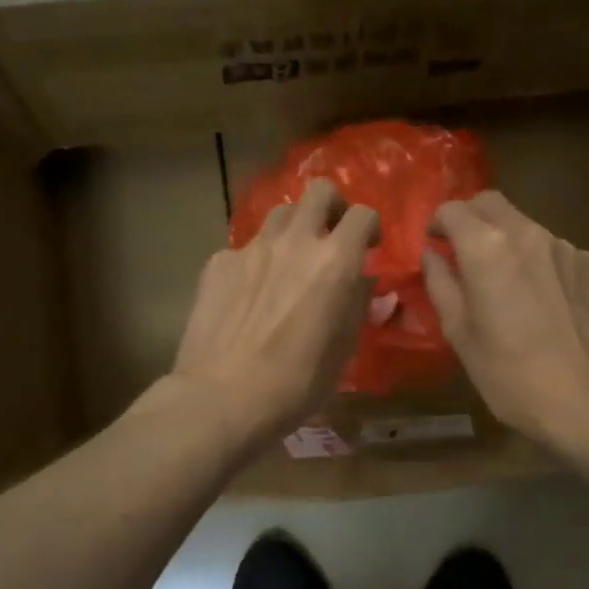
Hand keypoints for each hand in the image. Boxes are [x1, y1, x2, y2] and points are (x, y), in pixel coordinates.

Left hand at [171, 179, 378, 443]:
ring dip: (294, 228)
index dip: (370, 226)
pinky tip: (250, 291)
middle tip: (331, 234)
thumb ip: (358, 305)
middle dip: (332, 207)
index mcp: (335, 262)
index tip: (369, 245)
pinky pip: (245, 247)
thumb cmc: (296, 383)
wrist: (222, 397)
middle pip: (319, 192)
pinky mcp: (219, 262)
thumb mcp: (343, 350)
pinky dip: (256, 259)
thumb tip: (366, 282)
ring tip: (290, 259)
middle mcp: (295, 242)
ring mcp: (252, 248)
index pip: (362, 214)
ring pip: (280, 213)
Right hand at [422, 191, 588, 447]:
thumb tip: (432, 256)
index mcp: (486, 248)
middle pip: (491, 204)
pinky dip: (538, 262)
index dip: (438, 224)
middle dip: (471, 220)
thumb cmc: (507, 373)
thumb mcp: (458, 332)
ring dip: (507, 242)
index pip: (453, 209)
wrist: (584, 400)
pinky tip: (542, 301)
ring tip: (506, 283)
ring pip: (525, 226)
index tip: (435, 247)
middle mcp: (528, 233)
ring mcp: (565, 246)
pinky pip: (554, 250)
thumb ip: (440, 284)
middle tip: (463, 254)